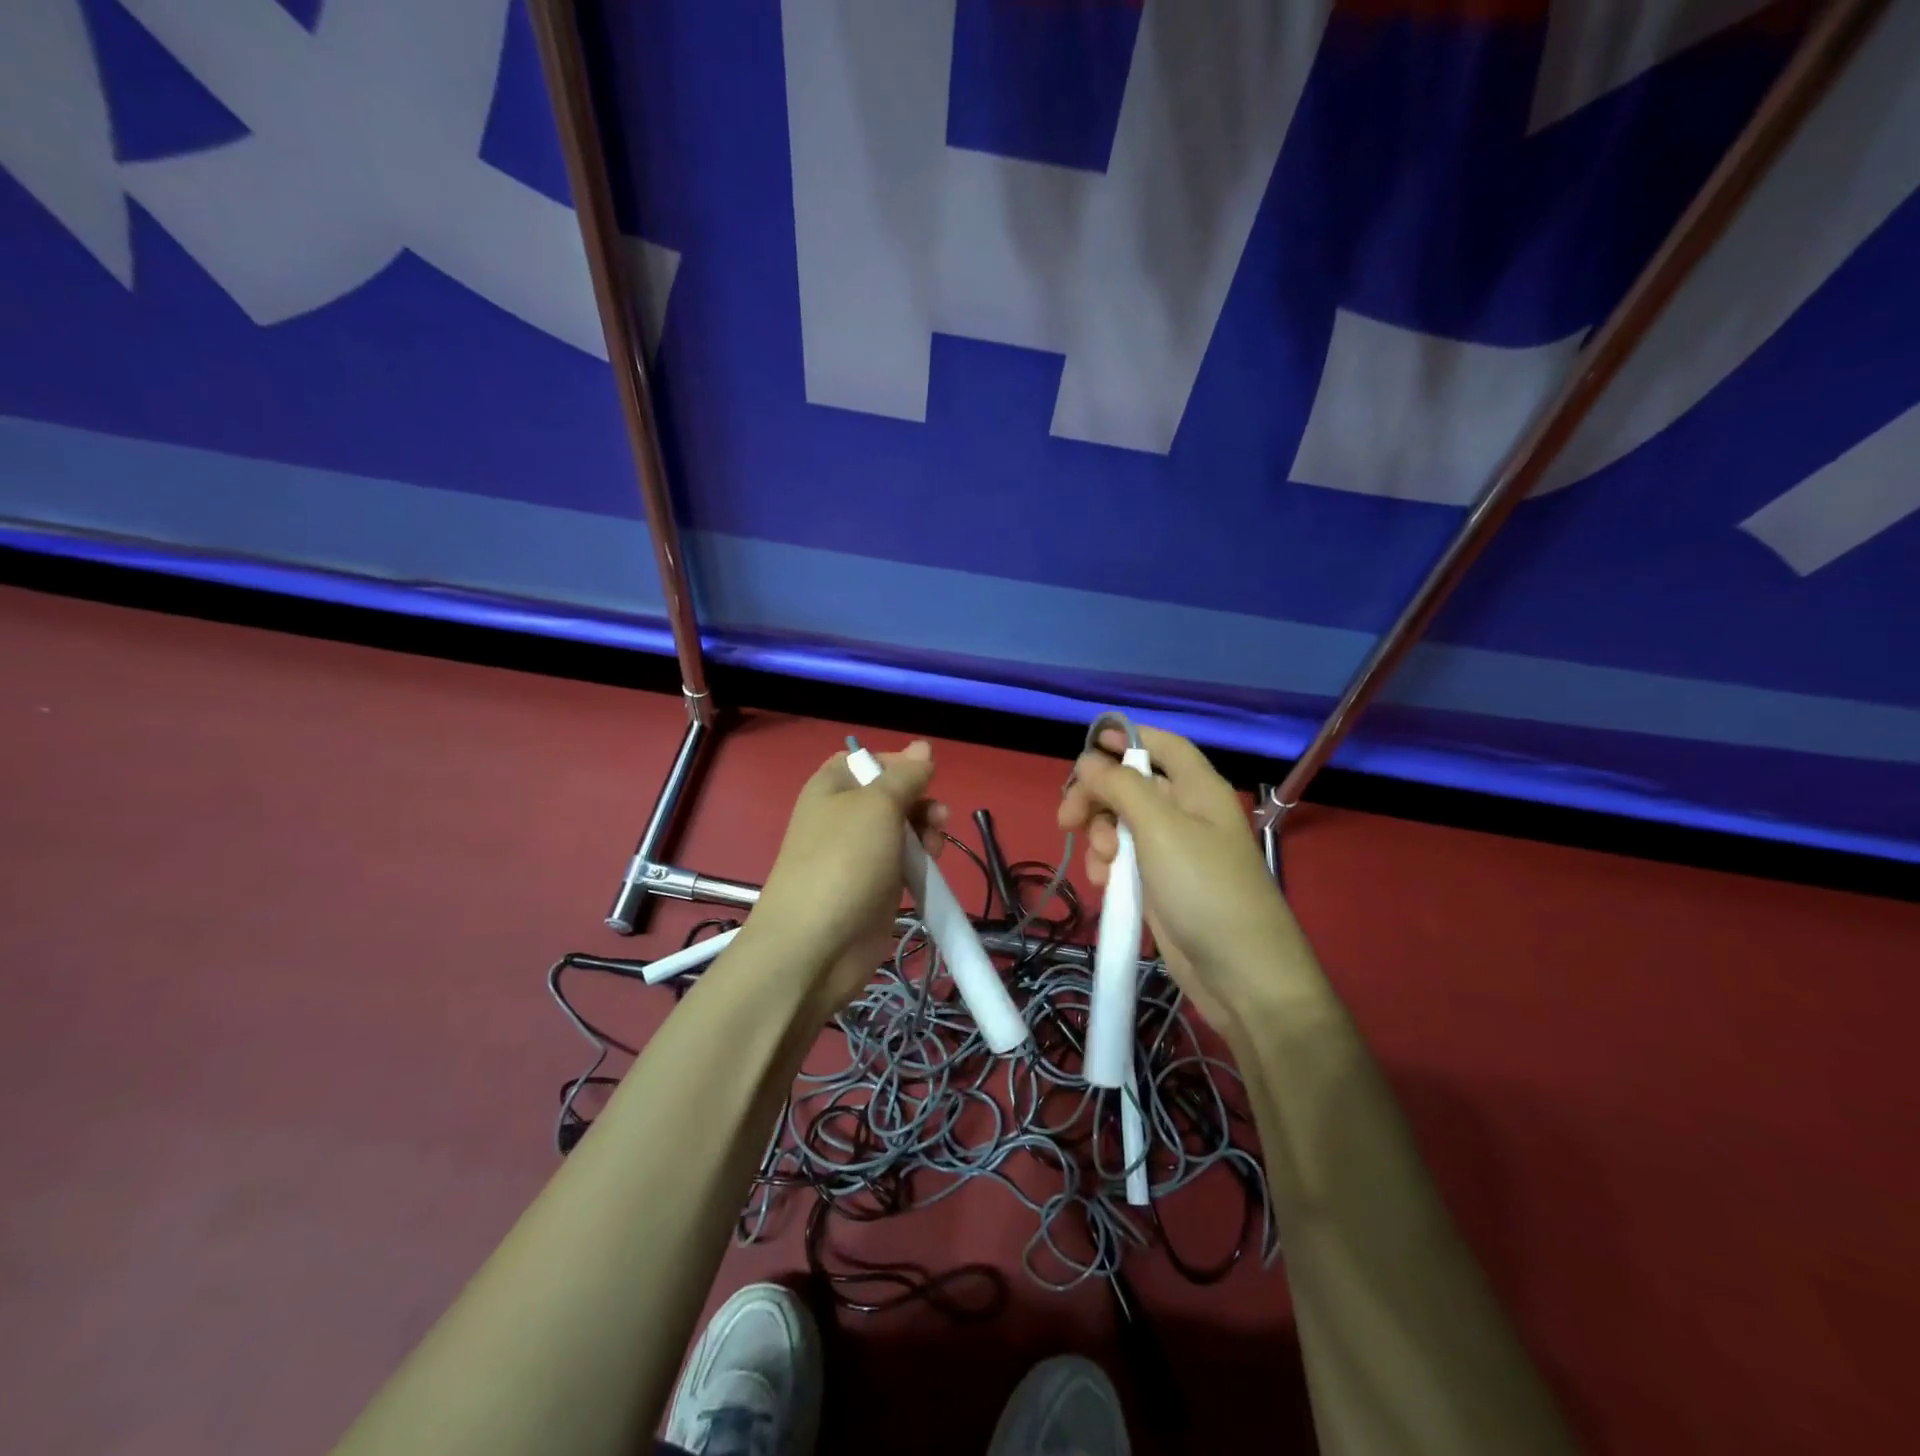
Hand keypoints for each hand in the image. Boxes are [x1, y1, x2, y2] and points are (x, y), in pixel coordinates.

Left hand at [746, 739, 945, 1011]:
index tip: (925, 775)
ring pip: (902, 830)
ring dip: (925, 832)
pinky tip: (931, 867)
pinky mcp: (874, 887)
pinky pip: (903, 863)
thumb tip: (923, 747)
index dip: (897, 763)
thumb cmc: (844, 861)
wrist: (816, 946)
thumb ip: (905, 776)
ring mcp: (858, 855)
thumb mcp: (878, 805)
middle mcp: (842, 817)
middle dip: (919, 801)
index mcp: (832, 787)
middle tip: (938, 817)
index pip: (866, 760)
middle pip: (890, 796)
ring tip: (935, 845)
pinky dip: (920, 862)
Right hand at [1058, 724, 1305, 1032]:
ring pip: (1120, 824)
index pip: (1162, 745)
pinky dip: (1108, 866)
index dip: (1127, 738)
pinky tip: (1104, 885)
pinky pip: (1124, 860)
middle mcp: (1186, 813)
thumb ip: (1122, 786)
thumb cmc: (1204, 888)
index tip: (1087, 747)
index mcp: (1198, 789)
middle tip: (1067, 819)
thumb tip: (1089, 760)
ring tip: (1101, 866)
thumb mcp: (1160, 827)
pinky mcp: (1160, 884)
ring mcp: (1173, 851)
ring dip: (1099, 837)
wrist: (1240, 973)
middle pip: (1131, 785)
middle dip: (1097, 798)